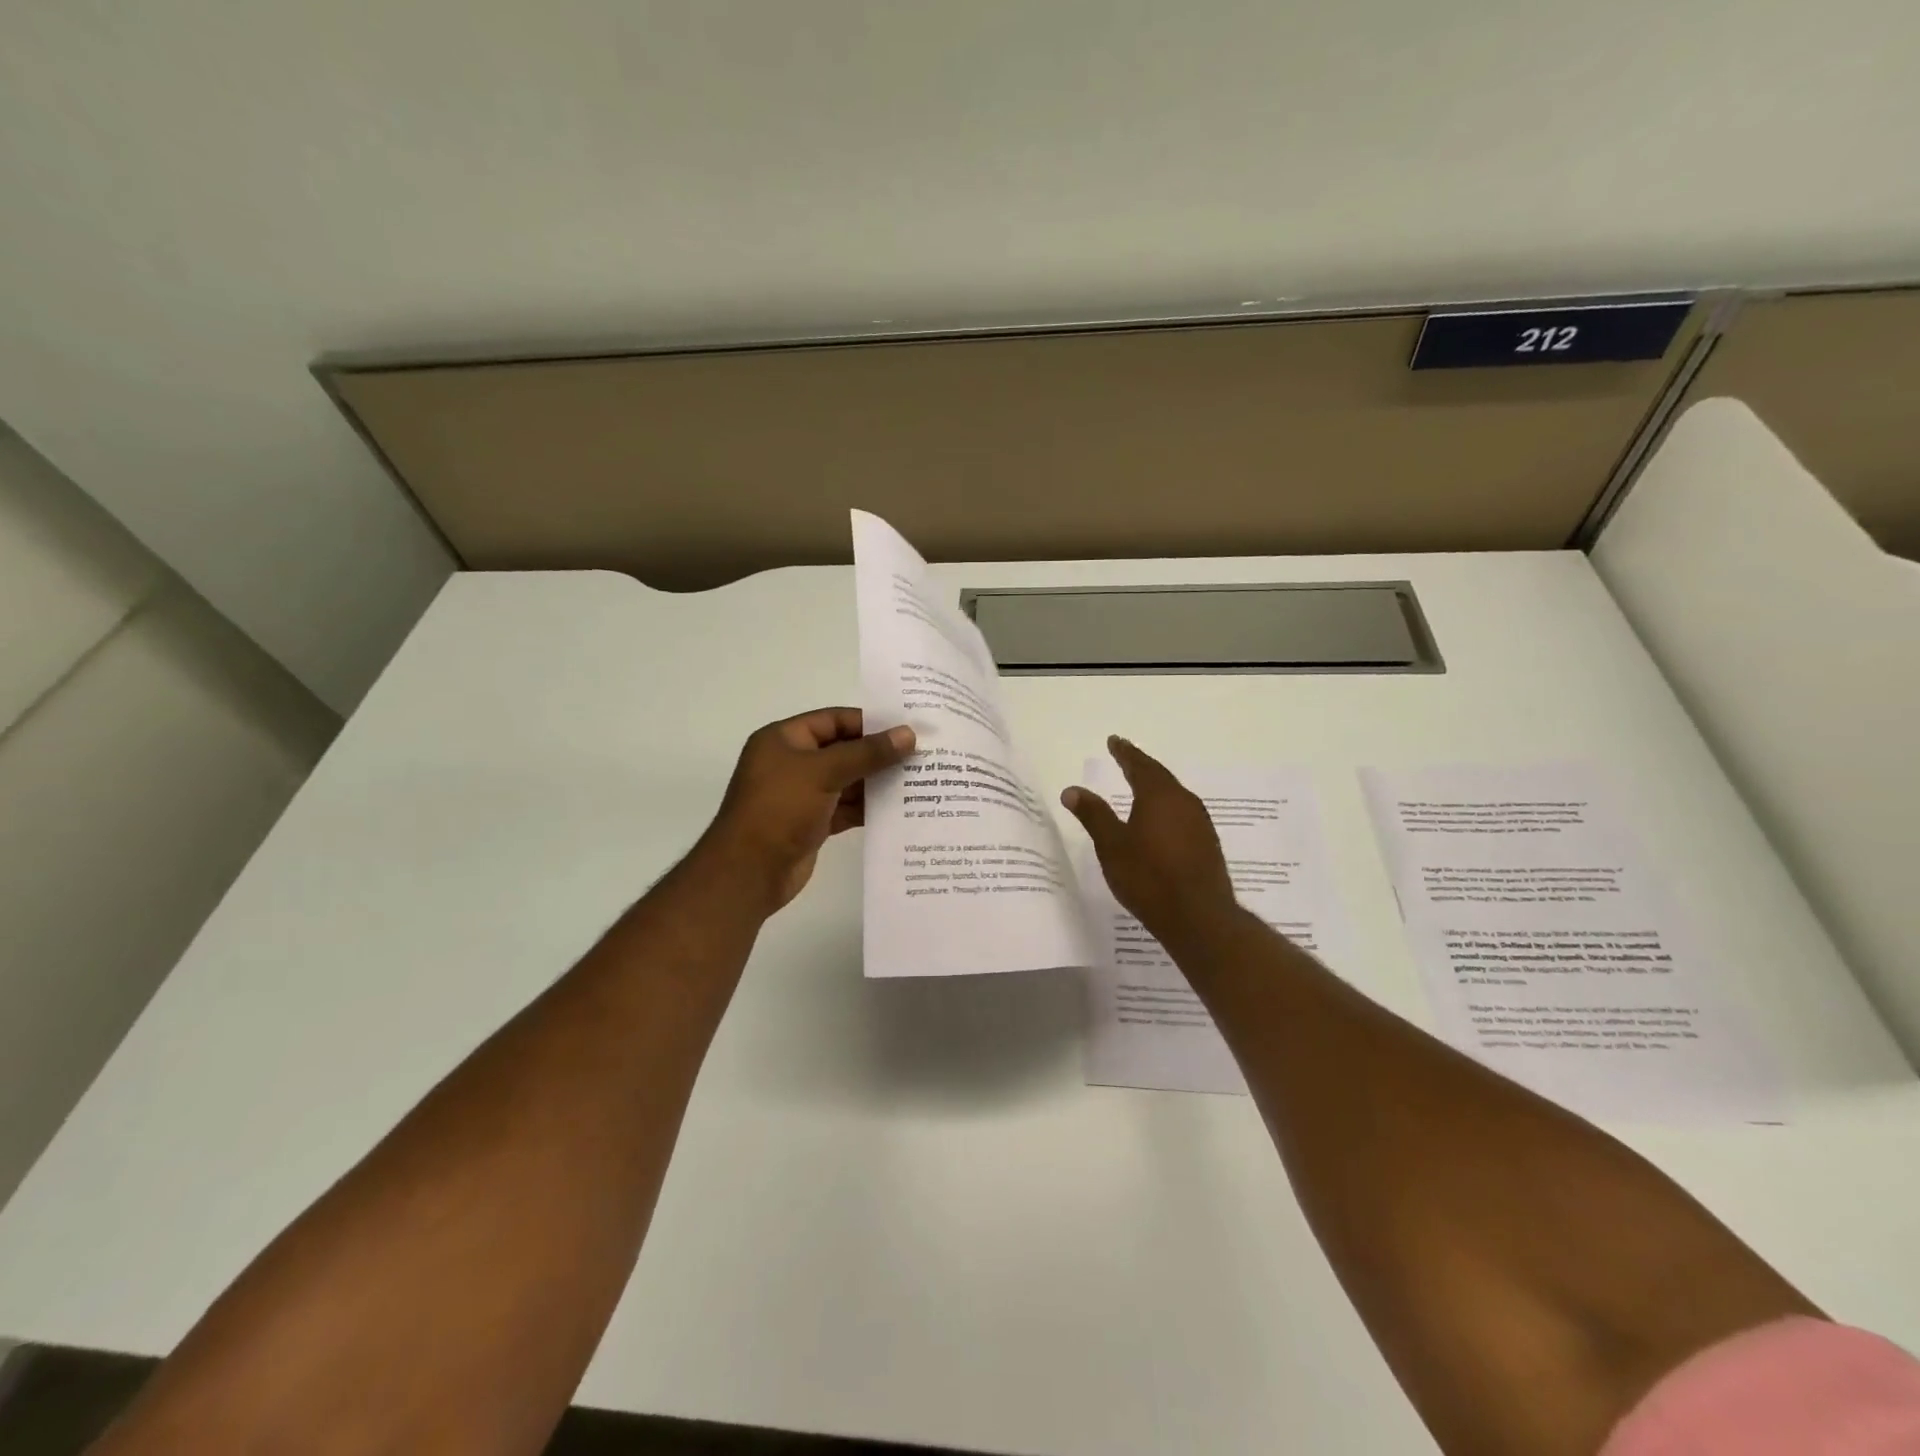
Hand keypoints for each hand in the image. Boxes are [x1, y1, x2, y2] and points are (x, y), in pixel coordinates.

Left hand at [699, 708, 914, 912]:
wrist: (748, 872)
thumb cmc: (780, 809)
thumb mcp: (823, 772)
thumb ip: (867, 753)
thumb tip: (908, 734)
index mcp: (784, 740)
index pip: (833, 720)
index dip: (869, 723)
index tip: (907, 728)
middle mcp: (792, 763)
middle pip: (843, 750)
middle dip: (878, 754)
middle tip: (921, 755)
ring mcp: (802, 795)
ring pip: (847, 781)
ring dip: (877, 782)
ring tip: (918, 781)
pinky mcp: (812, 823)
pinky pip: (845, 808)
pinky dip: (868, 808)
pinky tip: (899, 809)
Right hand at [1062, 736, 1240, 950]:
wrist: (1198, 917)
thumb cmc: (1148, 877)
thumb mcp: (1112, 845)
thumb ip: (1093, 815)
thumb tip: (1072, 790)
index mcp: (1159, 795)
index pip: (1139, 765)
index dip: (1124, 752)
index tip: (1114, 741)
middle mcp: (1184, 802)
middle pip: (1160, 777)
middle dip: (1141, 766)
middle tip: (1125, 758)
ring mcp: (1200, 824)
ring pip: (1174, 796)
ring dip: (1156, 788)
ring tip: (1140, 787)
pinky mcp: (1207, 844)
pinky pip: (1183, 814)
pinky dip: (1166, 809)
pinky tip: (1159, 821)